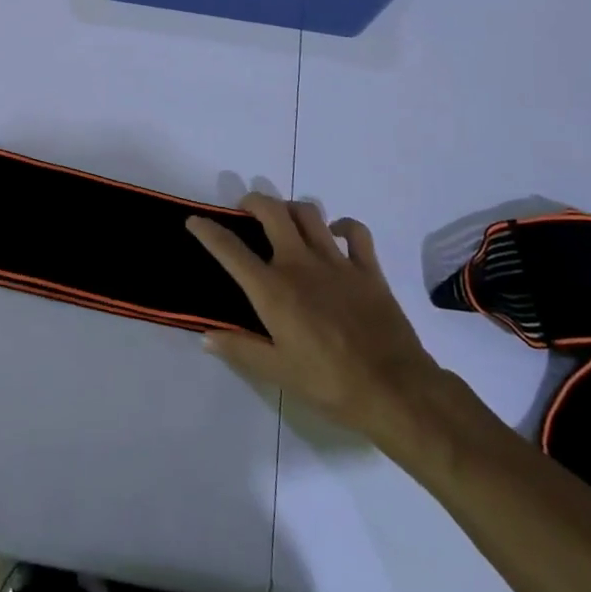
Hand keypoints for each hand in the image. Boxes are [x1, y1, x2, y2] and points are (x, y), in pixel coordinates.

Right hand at [188, 195, 448, 442]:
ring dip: (290, 208)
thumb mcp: (277, 372)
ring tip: (283, 218)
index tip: (195, 221)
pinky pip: (355, 232)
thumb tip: (206, 336)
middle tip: (244, 209)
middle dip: (253, 202)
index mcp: (273, 290)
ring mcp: (337, 262)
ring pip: (309, 214)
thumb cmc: (330, 384)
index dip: (208, 231)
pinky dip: (342, 225)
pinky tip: (334, 233)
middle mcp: (300, 264)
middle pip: (272, 212)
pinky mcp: (368, 269)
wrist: (395, 390)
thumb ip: (240, 349)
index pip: (231, 251)